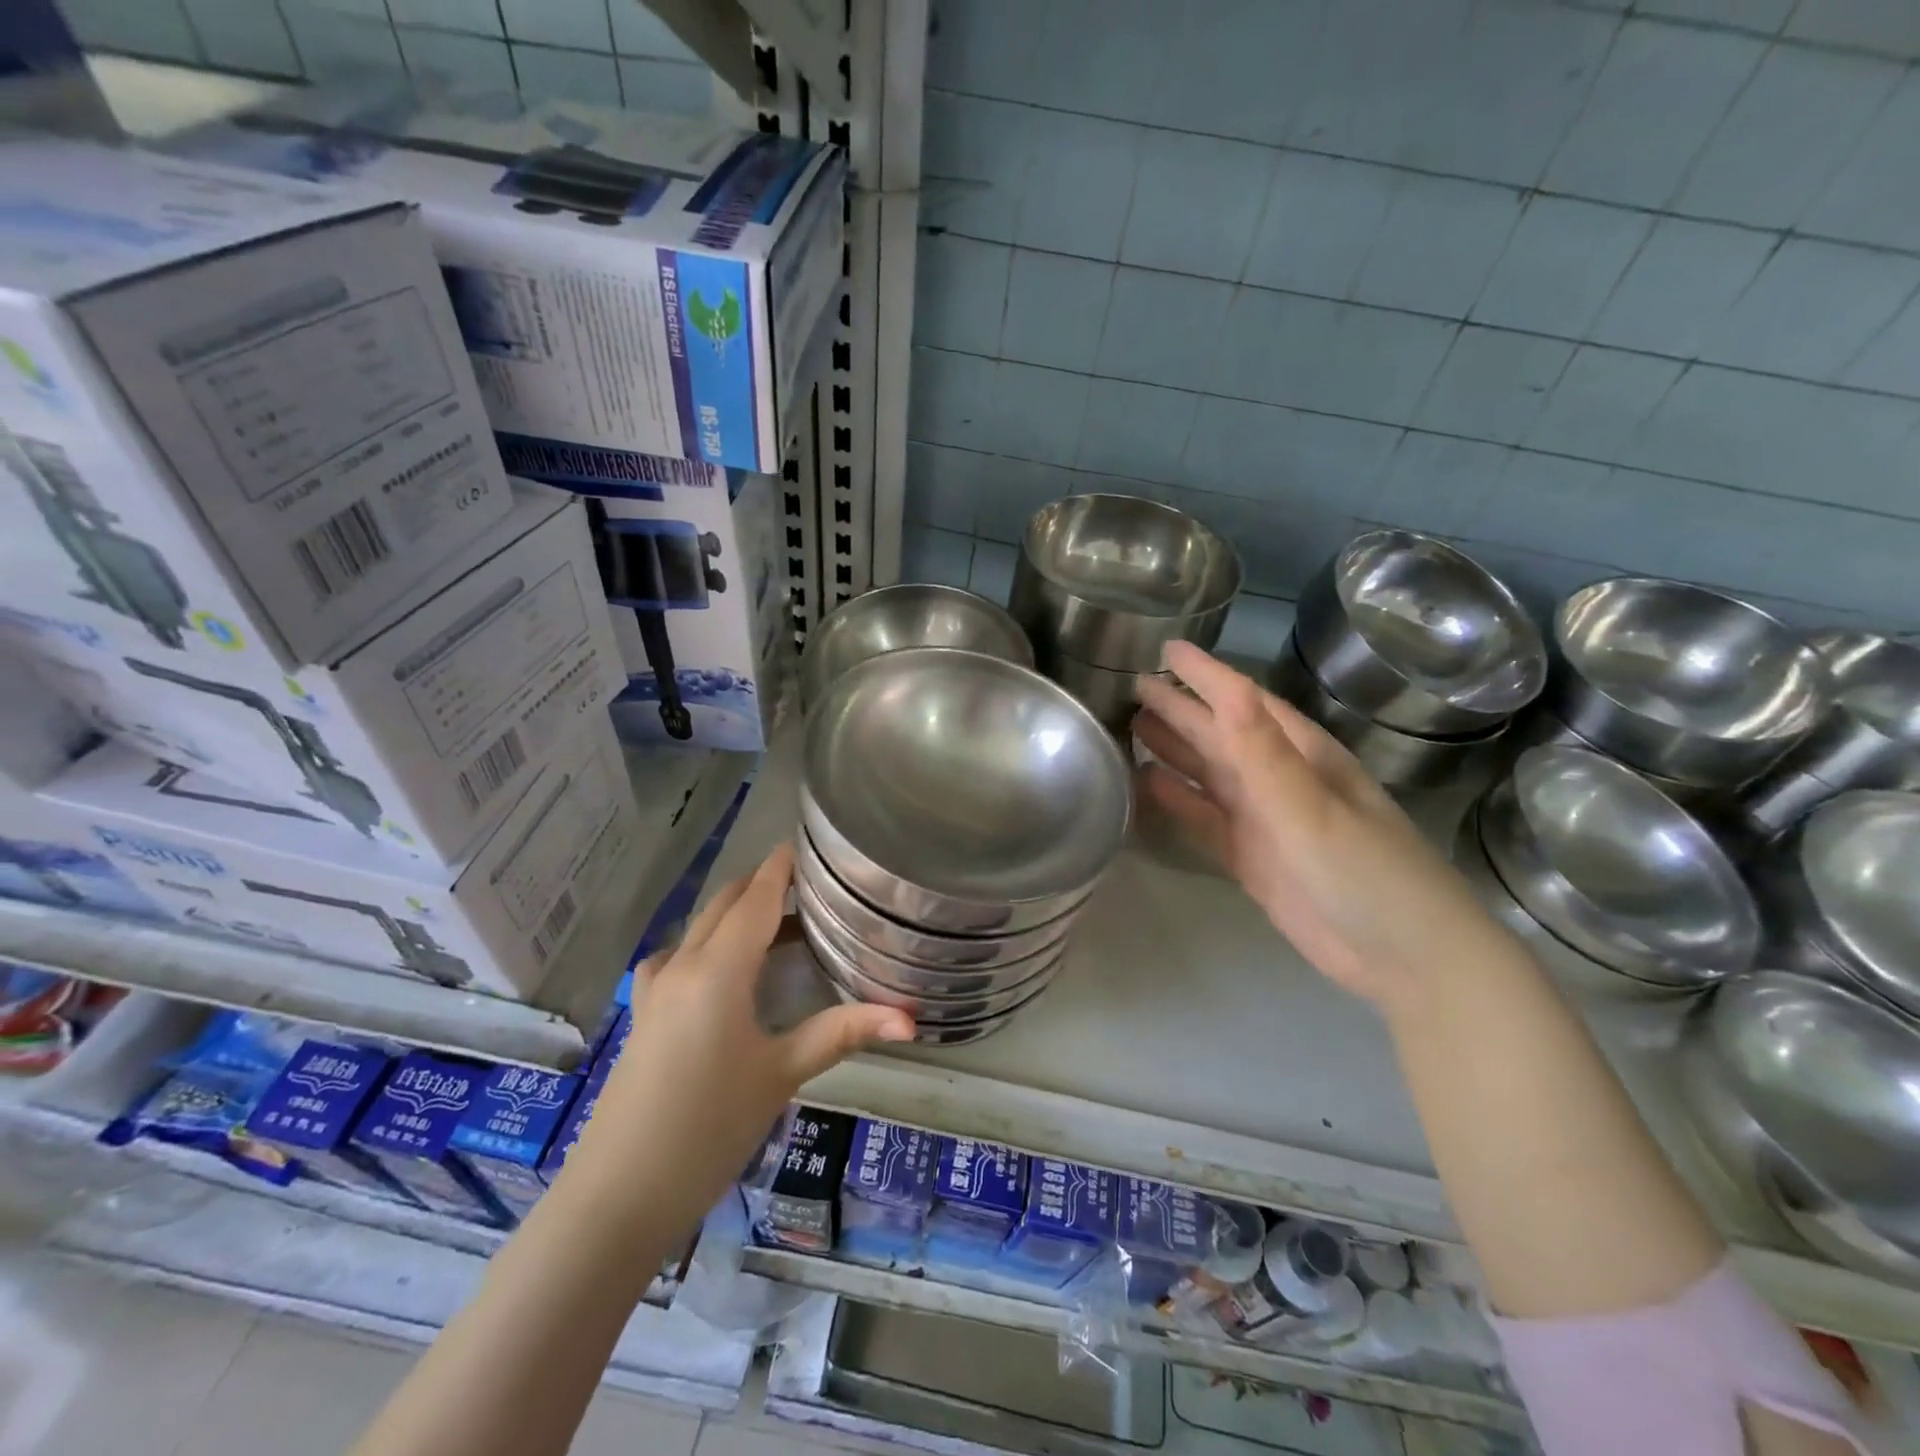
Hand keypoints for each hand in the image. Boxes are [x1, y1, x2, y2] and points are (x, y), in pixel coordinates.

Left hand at [565, 845, 912, 1224]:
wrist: (617, 1197)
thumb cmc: (708, 1128)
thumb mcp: (781, 1075)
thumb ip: (843, 1033)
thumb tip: (910, 1018)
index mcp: (719, 968)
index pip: (756, 897)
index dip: (782, 867)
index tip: (811, 844)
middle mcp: (683, 964)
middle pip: (725, 903)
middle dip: (763, 884)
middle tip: (812, 885)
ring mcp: (656, 989)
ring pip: (700, 927)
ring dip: (737, 914)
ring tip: (781, 925)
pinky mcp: (645, 1014)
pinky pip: (680, 955)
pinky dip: (710, 943)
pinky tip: (727, 972)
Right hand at [1134, 643, 1515, 1011]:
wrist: (1404, 959)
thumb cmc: (1365, 871)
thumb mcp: (1311, 807)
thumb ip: (1263, 752)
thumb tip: (1225, 688)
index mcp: (1301, 755)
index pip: (1245, 701)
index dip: (1206, 674)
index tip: (1166, 647)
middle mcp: (1278, 779)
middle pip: (1220, 734)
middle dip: (1180, 709)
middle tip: (1133, 685)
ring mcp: (1263, 820)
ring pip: (1208, 774)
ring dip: (1173, 750)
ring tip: (1131, 726)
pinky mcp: (1250, 857)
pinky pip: (1204, 819)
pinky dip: (1176, 801)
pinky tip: (1147, 786)